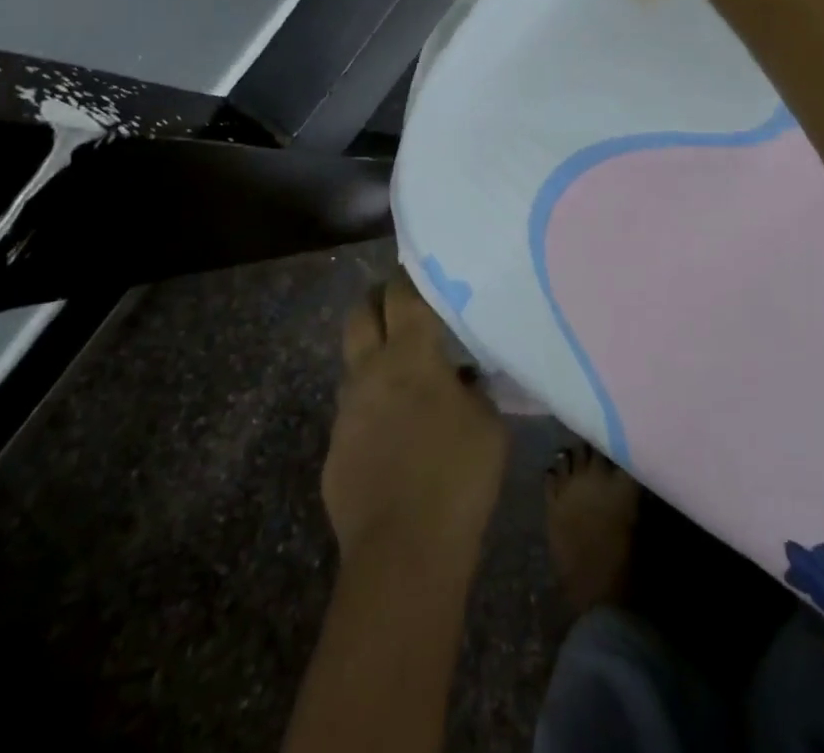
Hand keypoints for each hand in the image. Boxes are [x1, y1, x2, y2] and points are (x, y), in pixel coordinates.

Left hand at [323, 277, 506, 565]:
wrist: (404, 553)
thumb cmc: (459, 476)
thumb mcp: (489, 423)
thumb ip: (474, 390)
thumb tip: (462, 379)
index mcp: (410, 354)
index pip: (403, 293)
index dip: (411, 276)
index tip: (423, 270)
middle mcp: (369, 372)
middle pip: (360, 313)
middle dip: (377, 301)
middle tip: (400, 306)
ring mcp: (345, 411)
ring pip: (352, 364)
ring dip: (372, 359)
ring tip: (403, 378)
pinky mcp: (334, 450)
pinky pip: (352, 414)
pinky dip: (371, 411)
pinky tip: (394, 437)